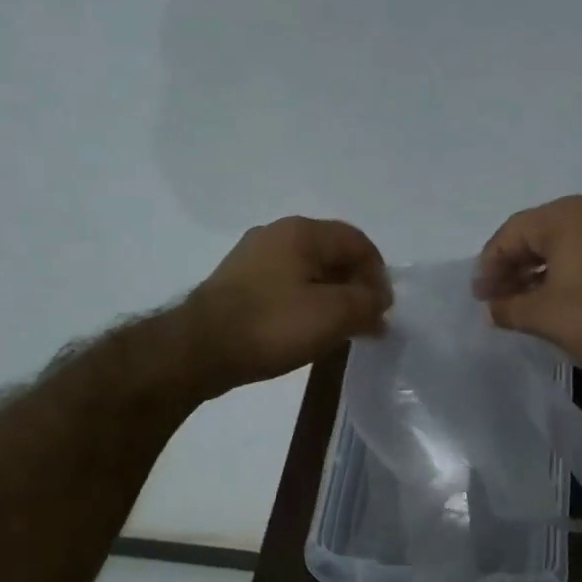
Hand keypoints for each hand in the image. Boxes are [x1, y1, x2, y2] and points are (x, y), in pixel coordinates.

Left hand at [184, 216, 391, 395]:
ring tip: (338, 330)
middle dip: (355, 287)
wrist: (198, 349)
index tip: (382, 311)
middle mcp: (276, 234)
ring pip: (308, 272)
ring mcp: (252, 258)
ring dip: (331, 297)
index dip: (379, 275)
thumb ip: (367, 303)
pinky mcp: (237, 283)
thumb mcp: (334, 315)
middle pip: (333, 254)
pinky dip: (305, 304)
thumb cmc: (272, 325)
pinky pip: (285, 286)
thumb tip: (379, 301)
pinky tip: (305, 331)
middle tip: (365, 322)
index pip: (358, 242)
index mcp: (302, 231)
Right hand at [473, 195, 581, 374]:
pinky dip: (567, 272)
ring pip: (565, 244)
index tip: (481, 296)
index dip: (490, 265)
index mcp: (565, 215)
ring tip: (524, 302)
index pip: (512, 233)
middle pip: (538, 234)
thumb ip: (508, 308)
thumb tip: (492, 309)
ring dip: (540, 271)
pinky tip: (557, 299)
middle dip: (514, 267)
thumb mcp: (543, 316)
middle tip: (498, 298)